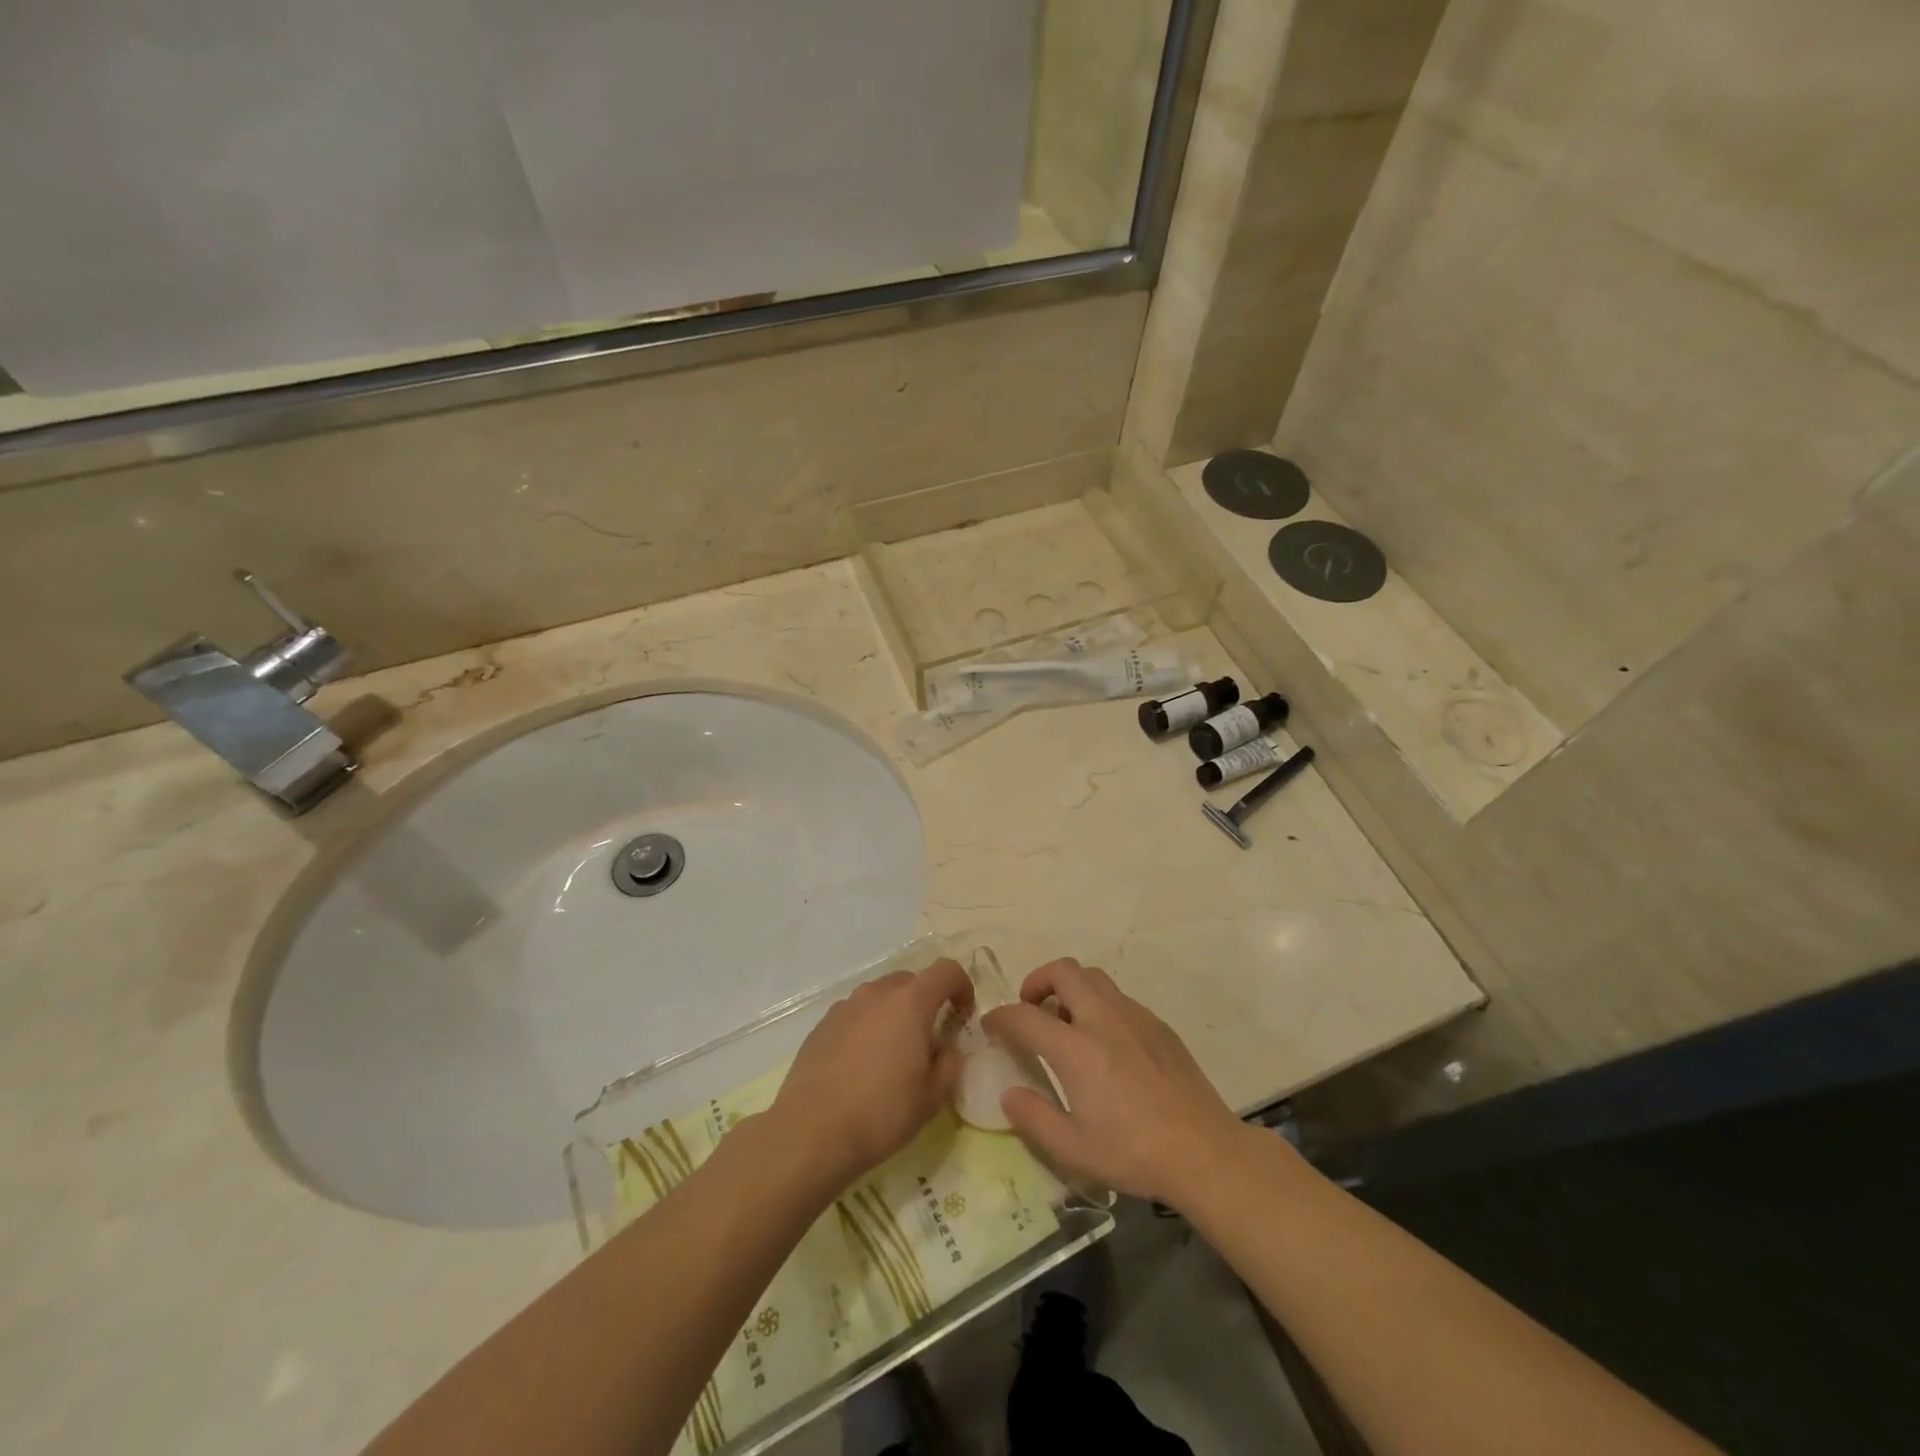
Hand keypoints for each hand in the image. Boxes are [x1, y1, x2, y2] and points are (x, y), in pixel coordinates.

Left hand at [769, 958, 973, 1191]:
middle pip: (911, 981)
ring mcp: (846, 1006)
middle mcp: (877, 993)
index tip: (963, 1016)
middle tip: (928, 1041)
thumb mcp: (932, 1097)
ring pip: (880, 997)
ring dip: (894, 1014)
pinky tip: (861, 1065)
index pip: (946, 971)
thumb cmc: (881, 1113)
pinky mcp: (822, 1024)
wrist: (810, 1132)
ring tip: (892, 1056)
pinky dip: (867, 1027)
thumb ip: (950, 1063)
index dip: (962, 986)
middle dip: (926, 1002)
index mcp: (911, 1002)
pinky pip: (856, 1014)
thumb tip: (947, 1047)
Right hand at [983, 959, 1247, 1206]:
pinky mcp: (1158, 1025)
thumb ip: (1033, 1118)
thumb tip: (1008, 1094)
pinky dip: (1099, 1004)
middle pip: (1064, 971)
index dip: (1001, 1016)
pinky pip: (1119, 998)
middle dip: (1038, 979)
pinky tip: (1105, 1042)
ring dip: (1070, 987)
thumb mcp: (1073, 1148)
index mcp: (1076, 1048)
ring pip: (1094, 977)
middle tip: (1030, 1007)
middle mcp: (1103, 1019)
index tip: (991, 1024)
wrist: (1205, 1151)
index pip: (1025, 1016)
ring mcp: (1134, 1017)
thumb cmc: (1134, 1153)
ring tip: (1066, 1021)